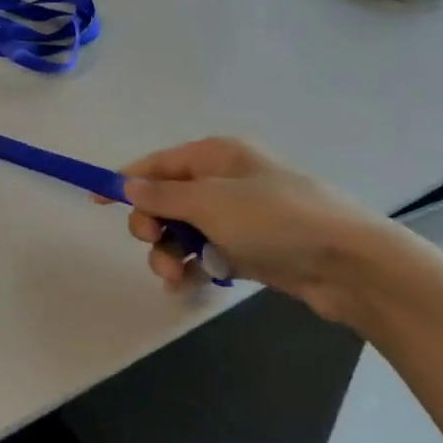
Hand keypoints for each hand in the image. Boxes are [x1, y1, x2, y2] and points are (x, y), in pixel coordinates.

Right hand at [116, 137, 392, 323]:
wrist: (348, 262)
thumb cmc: (275, 219)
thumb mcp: (211, 202)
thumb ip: (163, 195)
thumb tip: (127, 183)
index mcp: (216, 156)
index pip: (158, 164)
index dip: (126, 180)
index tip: (95, 199)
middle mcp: (225, 181)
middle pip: (167, 201)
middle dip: (153, 225)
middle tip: (155, 244)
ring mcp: (239, 217)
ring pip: (184, 232)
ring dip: (170, 253)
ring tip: (175, 276)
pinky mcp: (251, 249)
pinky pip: (206, 255)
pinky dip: (193, 268)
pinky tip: (187, 286)